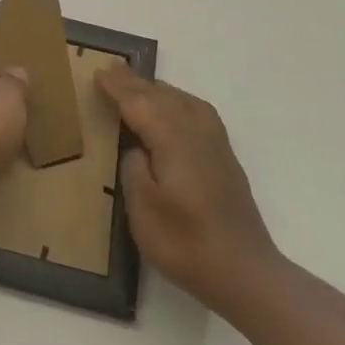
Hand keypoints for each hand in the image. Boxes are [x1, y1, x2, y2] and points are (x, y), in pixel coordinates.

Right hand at [96, 62, 278, 309]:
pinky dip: (178, 101)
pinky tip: (174, 109)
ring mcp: (215, 144)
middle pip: (161, 97)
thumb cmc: (186, 244)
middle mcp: (196, 133)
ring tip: (137, 84)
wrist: (246, 274)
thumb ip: (134, 169)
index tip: (97, 73)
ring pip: (182, 101)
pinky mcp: (224, 158)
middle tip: (111, 69)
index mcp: (174, 141)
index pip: (140, 104)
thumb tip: (136, 147)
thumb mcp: (143, 211)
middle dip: (136, 83)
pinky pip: (196, 112)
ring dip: (157, 90)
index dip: (117, 89)